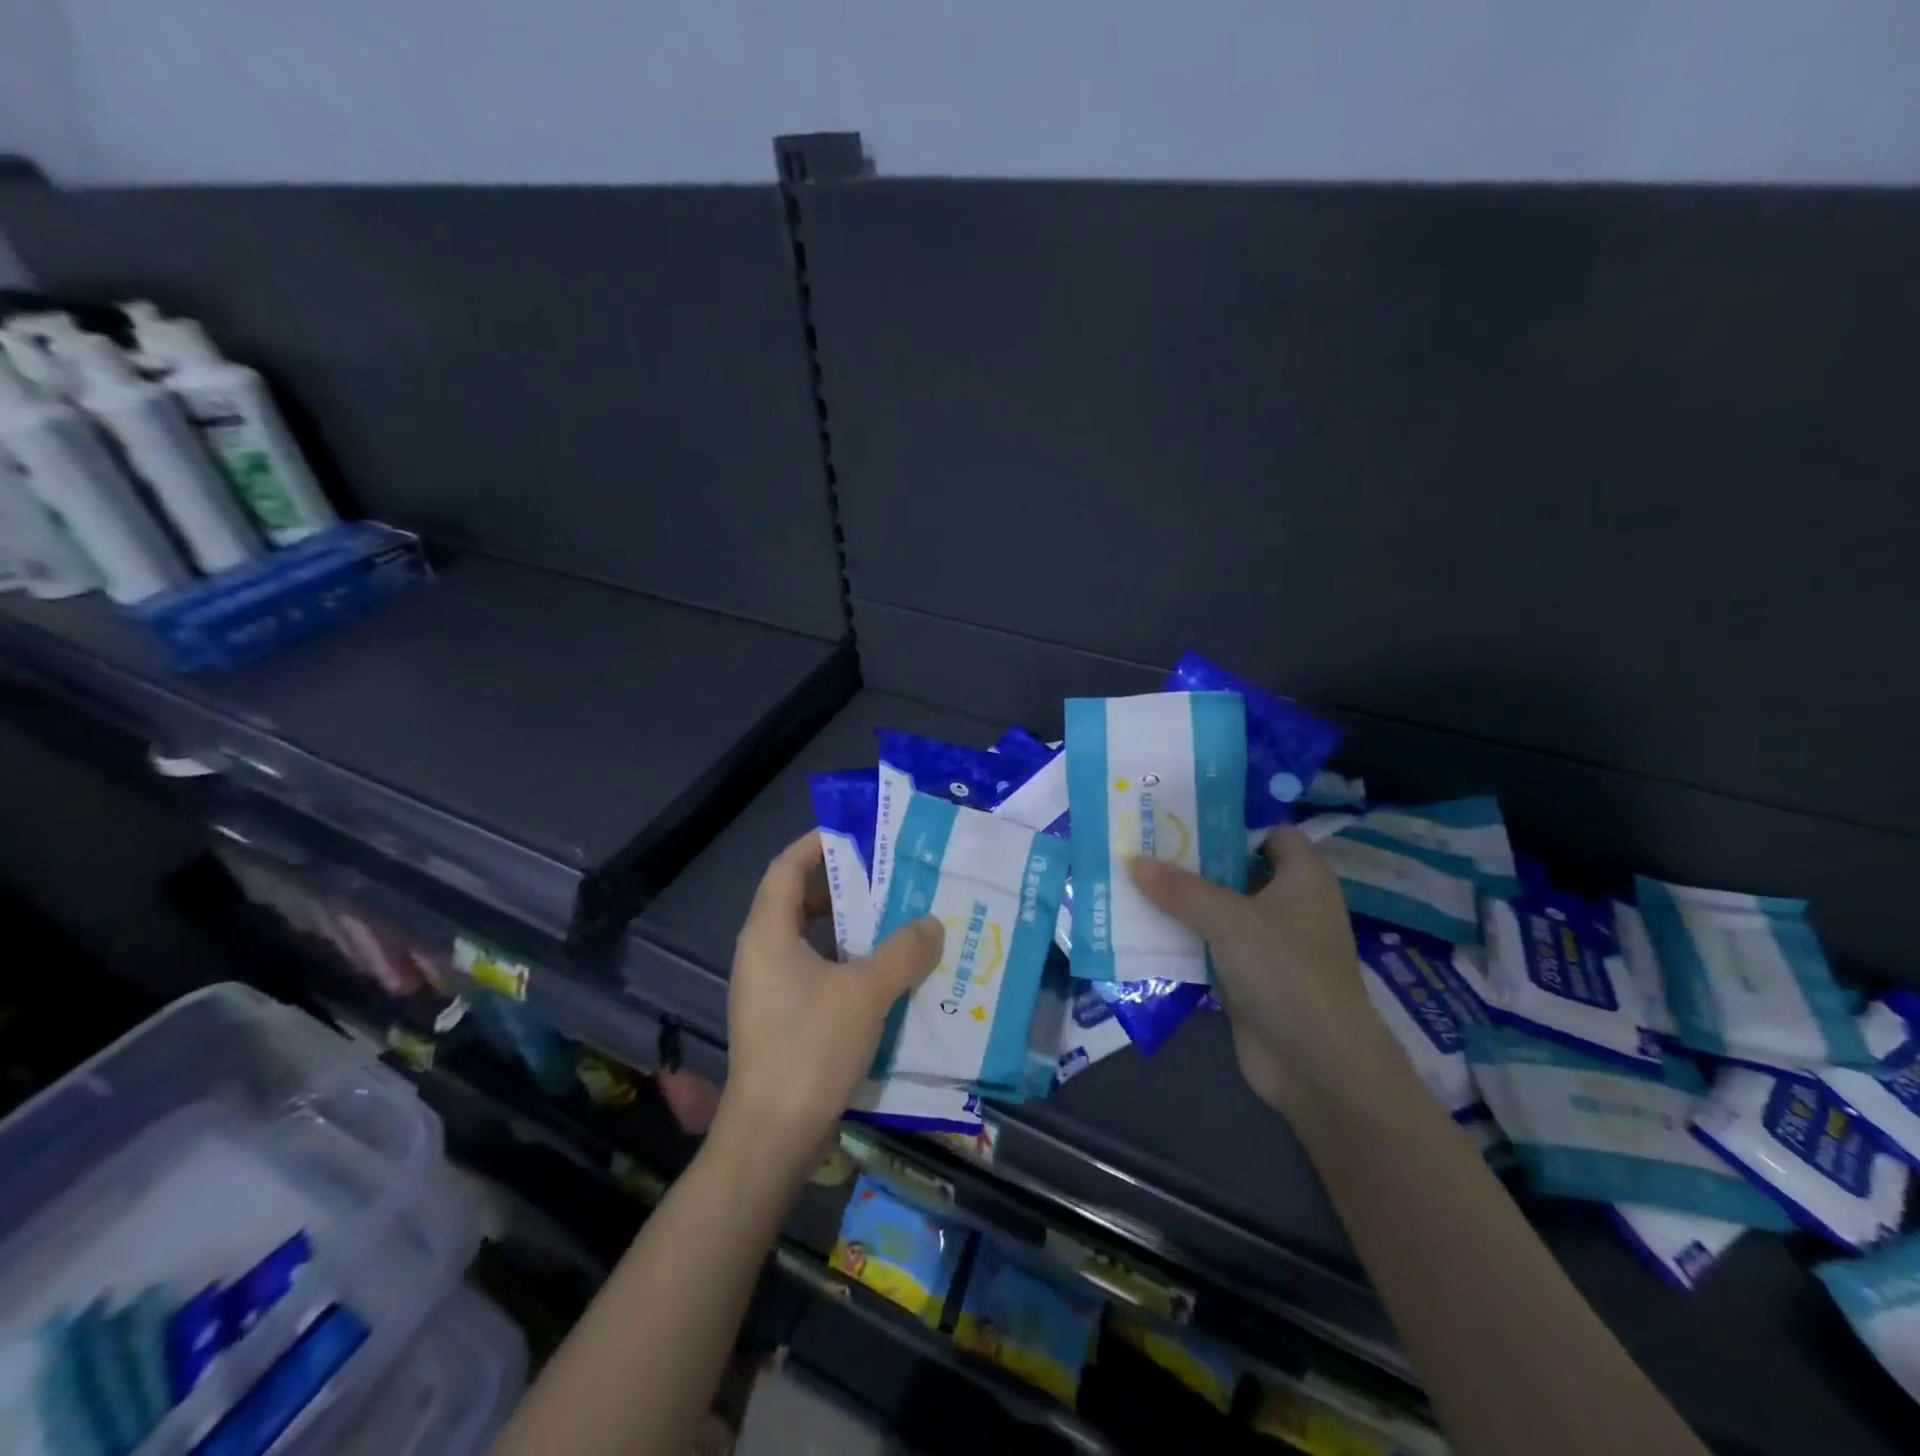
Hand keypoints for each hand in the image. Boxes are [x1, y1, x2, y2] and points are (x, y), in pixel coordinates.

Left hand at [718, 832, 944, 1158]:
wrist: (772, 1137)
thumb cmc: (811, 1048)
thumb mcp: (866, 992)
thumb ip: (902, 951)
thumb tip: (931, 924)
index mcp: (768, 933)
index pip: (786, 867)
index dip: (817, 844)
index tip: (857, 832)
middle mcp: (761, 954)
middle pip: (798, 900)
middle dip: (842, 885)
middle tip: (888, 876)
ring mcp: (769, 989)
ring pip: (810, 939)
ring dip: (849, 926)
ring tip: (895, 919)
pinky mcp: (782, 1019)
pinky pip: (816, 971)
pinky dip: (847, 961)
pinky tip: (885, 973)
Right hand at [1129, 826, 1383, 1111]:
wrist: (1317, 1065)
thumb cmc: (1285, 971)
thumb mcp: (1230, 919)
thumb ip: (1181, 889)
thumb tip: (1134, 861)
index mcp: (1302, 878)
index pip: (1271, 833)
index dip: (1232, 821)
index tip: (1184, 815)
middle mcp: (1287, 906)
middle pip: (1236, 871)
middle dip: (1192, 861)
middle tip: (1143, 843)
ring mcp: (1267, 946)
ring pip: (1217, 912)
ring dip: (1179, 903)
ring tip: (1130, 879)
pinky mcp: (1248, 980)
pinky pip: (1208, 949)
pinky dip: (1180, 941)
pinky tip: (1140, 929)